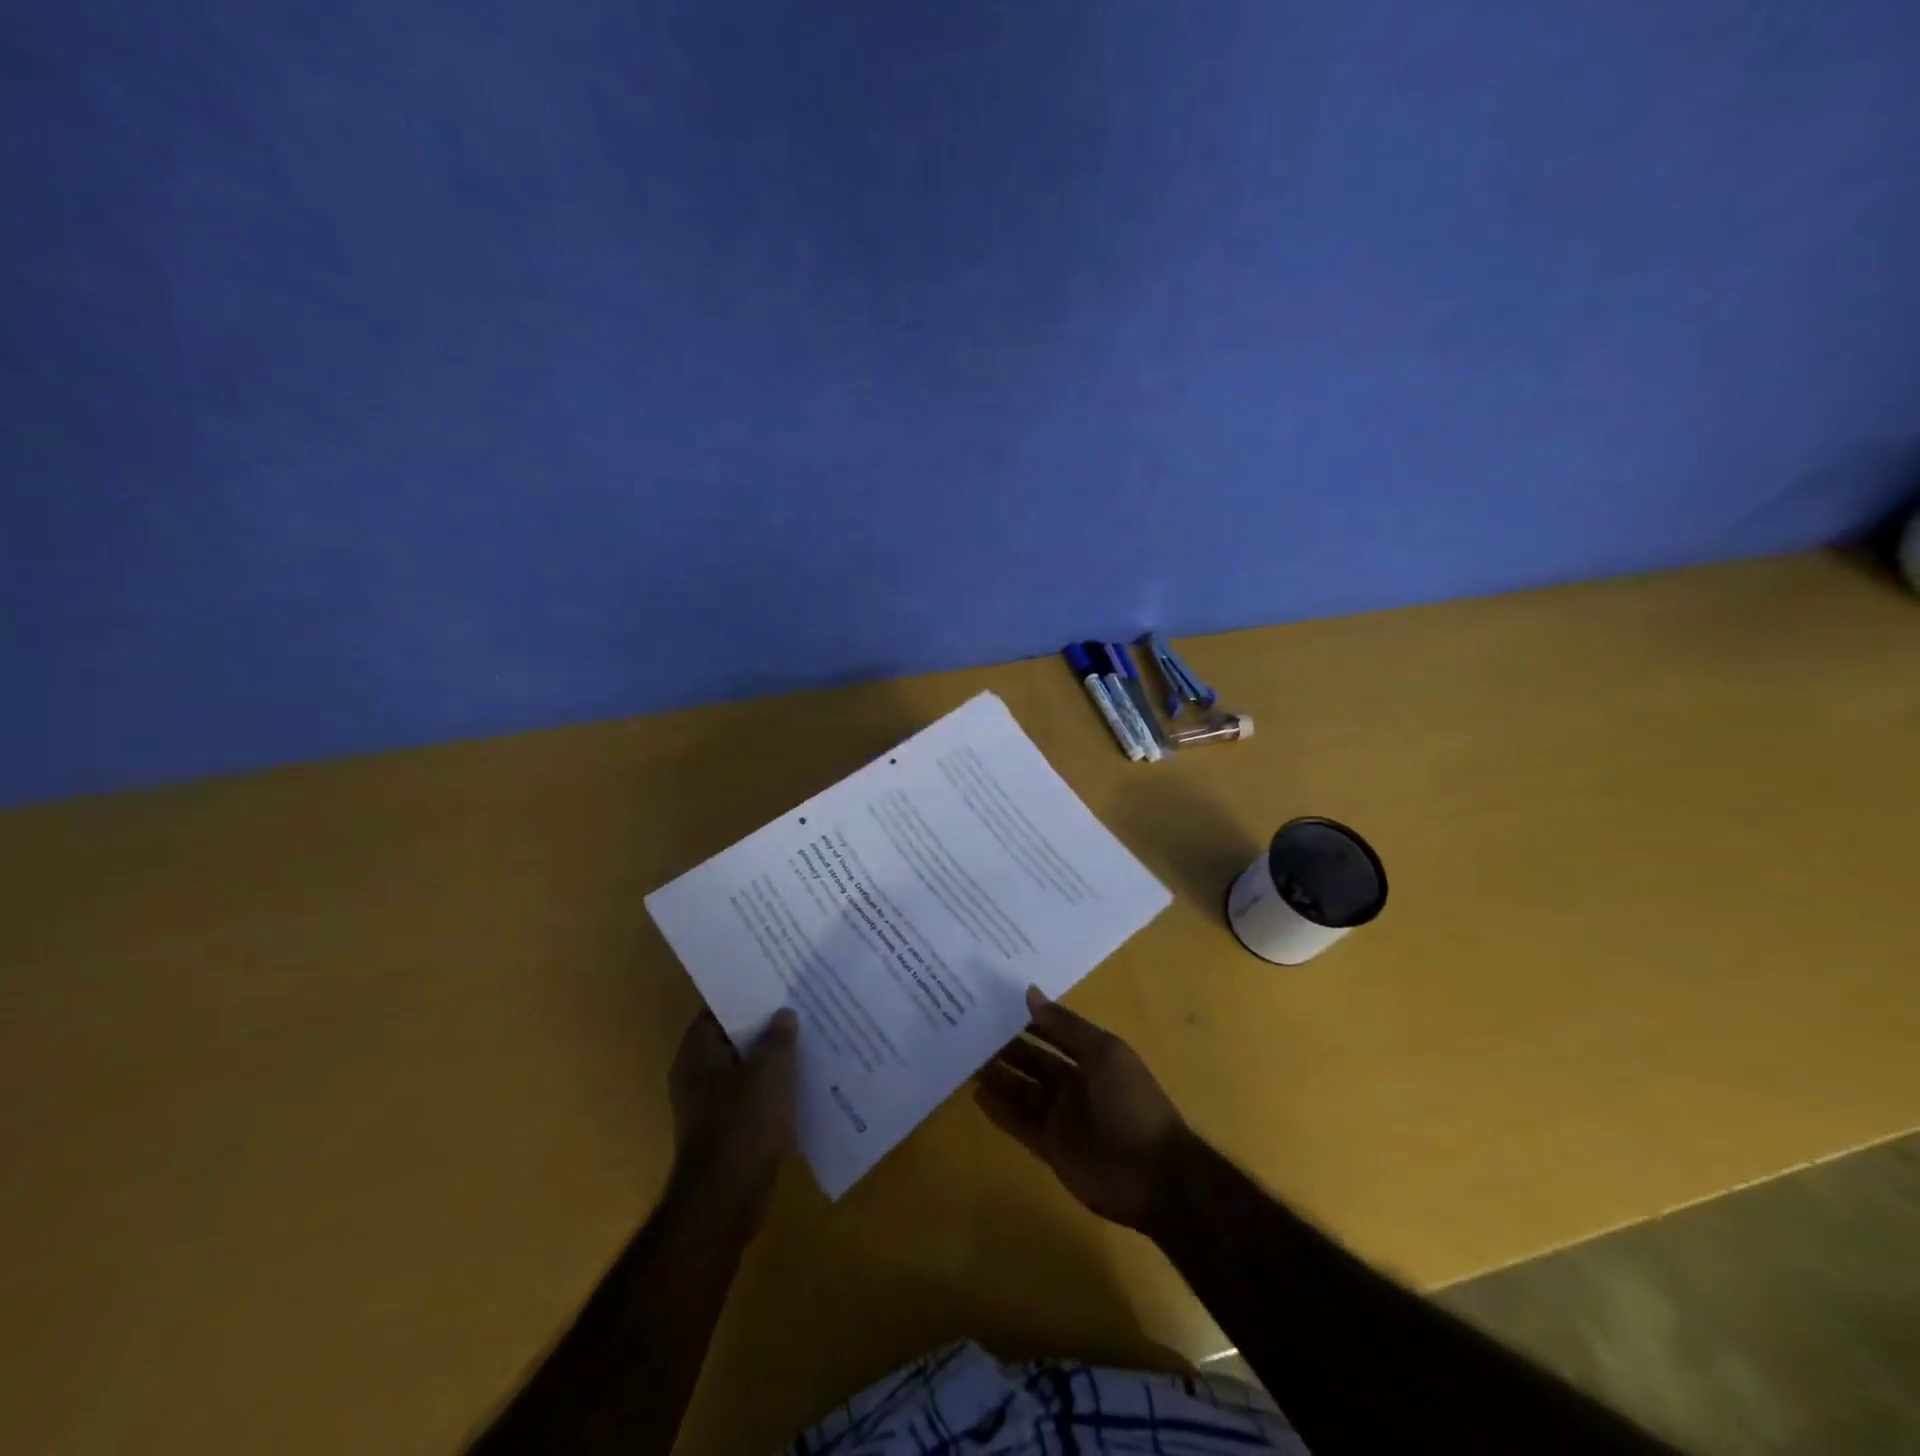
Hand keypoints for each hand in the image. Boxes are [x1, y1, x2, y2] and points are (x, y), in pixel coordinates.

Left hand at [668, 1008, 798, 1225]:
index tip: (779, 983)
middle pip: (733, 1038)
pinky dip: (772, 1088)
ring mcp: (709, 1104)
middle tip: (800, 1006)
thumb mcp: (770, 1070)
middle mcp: (696, 1074)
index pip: (720, 1009)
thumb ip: (779, 1037)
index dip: (749, 995)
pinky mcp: (725, 1130)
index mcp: (697, 1052)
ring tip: (808, 1039)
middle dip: (766, 1026)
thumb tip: (783, 1015)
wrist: (726, 1199)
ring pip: (745, 1068)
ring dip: (772, 1058)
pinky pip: (751, 1096)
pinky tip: (802, 1081)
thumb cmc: (744, 1123)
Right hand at [975, 987, 1191, 1232]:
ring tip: (964, 1057)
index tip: (994, 1001)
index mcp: (1091, 1056)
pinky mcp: (1051, 1148)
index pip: (1052, 1031)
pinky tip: (975, 1095)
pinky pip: (1019, 1124)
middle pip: (1033, 1060)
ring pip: (1022, 1090)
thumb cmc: (1132, 1103)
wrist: (1156, 1176)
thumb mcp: (1104, 1054)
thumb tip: (1030, 992)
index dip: (1027, 1018)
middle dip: (1006, 1046)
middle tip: (968, 1028)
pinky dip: (999, 1111)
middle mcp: (1074, 1083)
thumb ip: (1065, 1025)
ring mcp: (1062, 1117)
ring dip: (998, 1076)